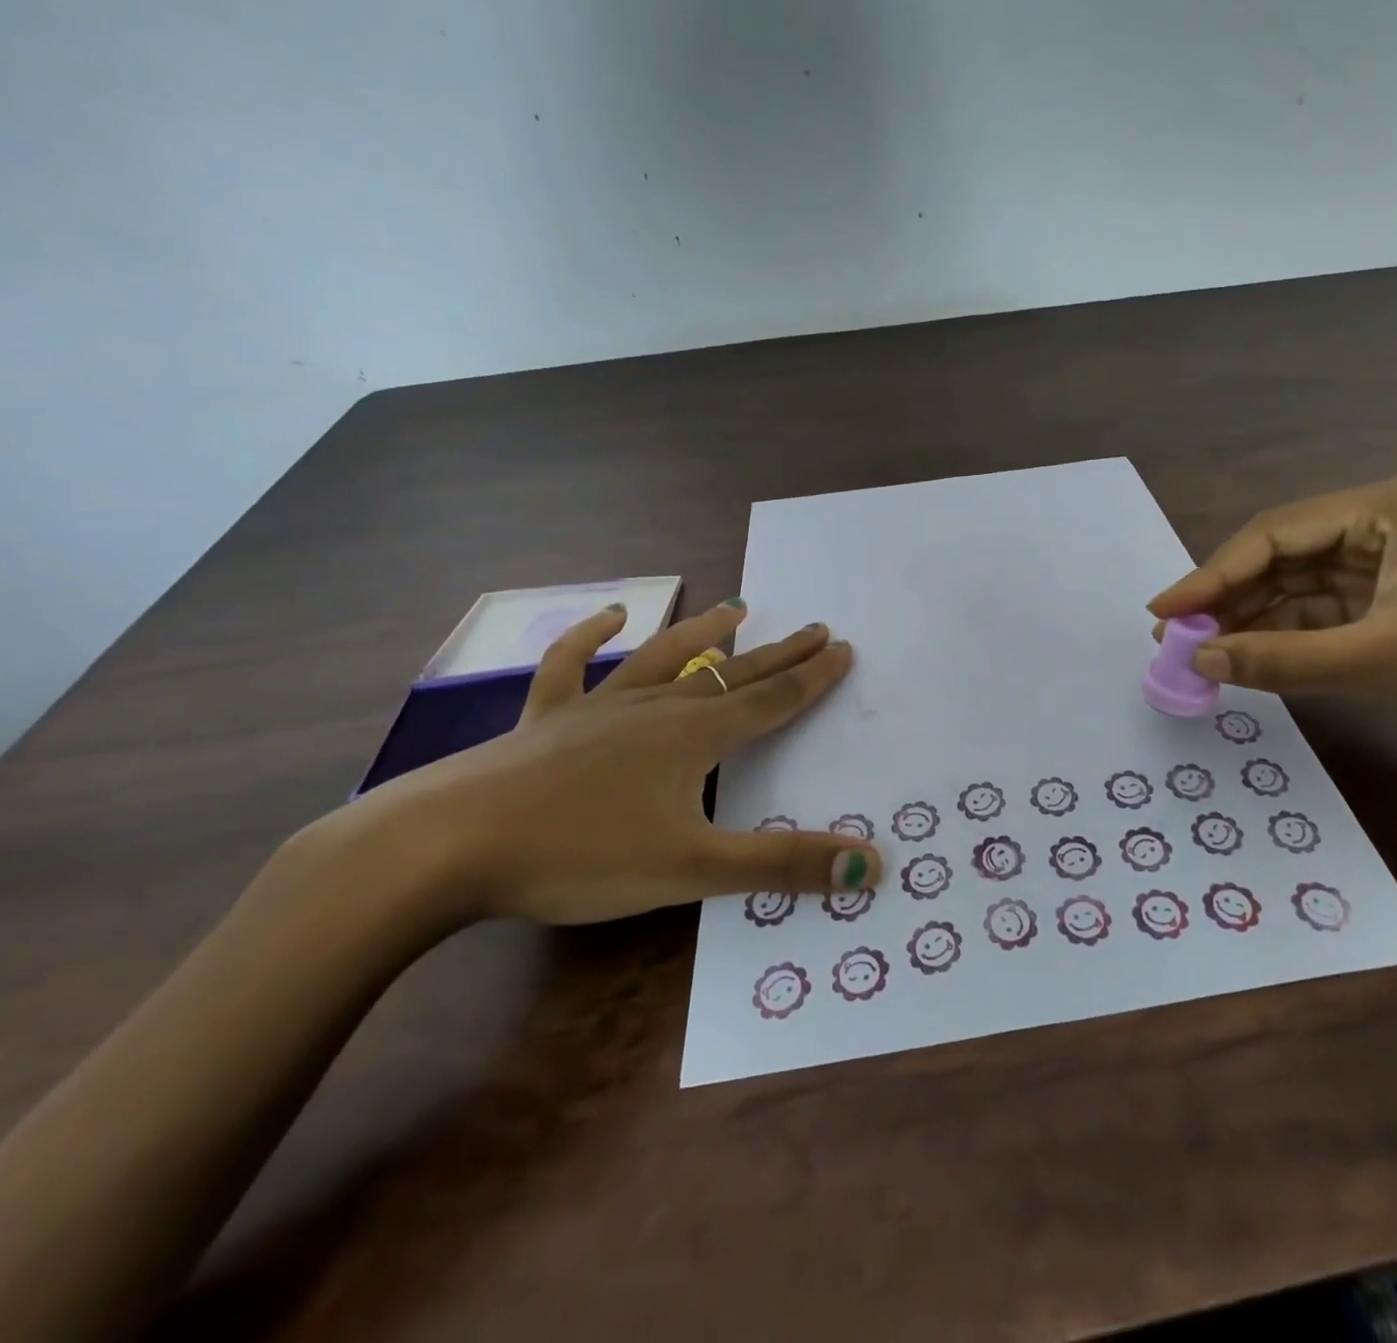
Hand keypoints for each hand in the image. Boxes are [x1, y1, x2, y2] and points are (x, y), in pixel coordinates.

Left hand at [333, 601, 882, 923]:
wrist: (444, 847)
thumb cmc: (579, 855)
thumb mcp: (692, 869)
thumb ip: (782, 865)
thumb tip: (871, 863)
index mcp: (694, 737)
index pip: (771, 700)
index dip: (812, 677)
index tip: (843, 647)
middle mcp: (655, 709)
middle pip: (731, 674)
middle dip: (778, 653)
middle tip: (815, 628)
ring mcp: (596, 708)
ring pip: (662, 657)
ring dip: (702, 633)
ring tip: (736, 608)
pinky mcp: (545, 719)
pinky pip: (571, 665)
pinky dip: (590, 634)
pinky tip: (610, 613)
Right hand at [1148, 473, 1396, 751]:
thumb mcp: (1388, 659)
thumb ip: (1286, 659)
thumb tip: (1200, 660)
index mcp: (1387, 507)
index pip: (1275, 534)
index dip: (1211, 574)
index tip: (1162, 613)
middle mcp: (1382, 522)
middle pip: (1281, 556)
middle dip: (1227, 598)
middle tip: (1175, 639)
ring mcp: (1391, 561)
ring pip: (1298, 585)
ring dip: (1252, 618)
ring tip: (1202, 652)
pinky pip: (1323, 610)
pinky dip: (1287, 633)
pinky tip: (1251, 654)